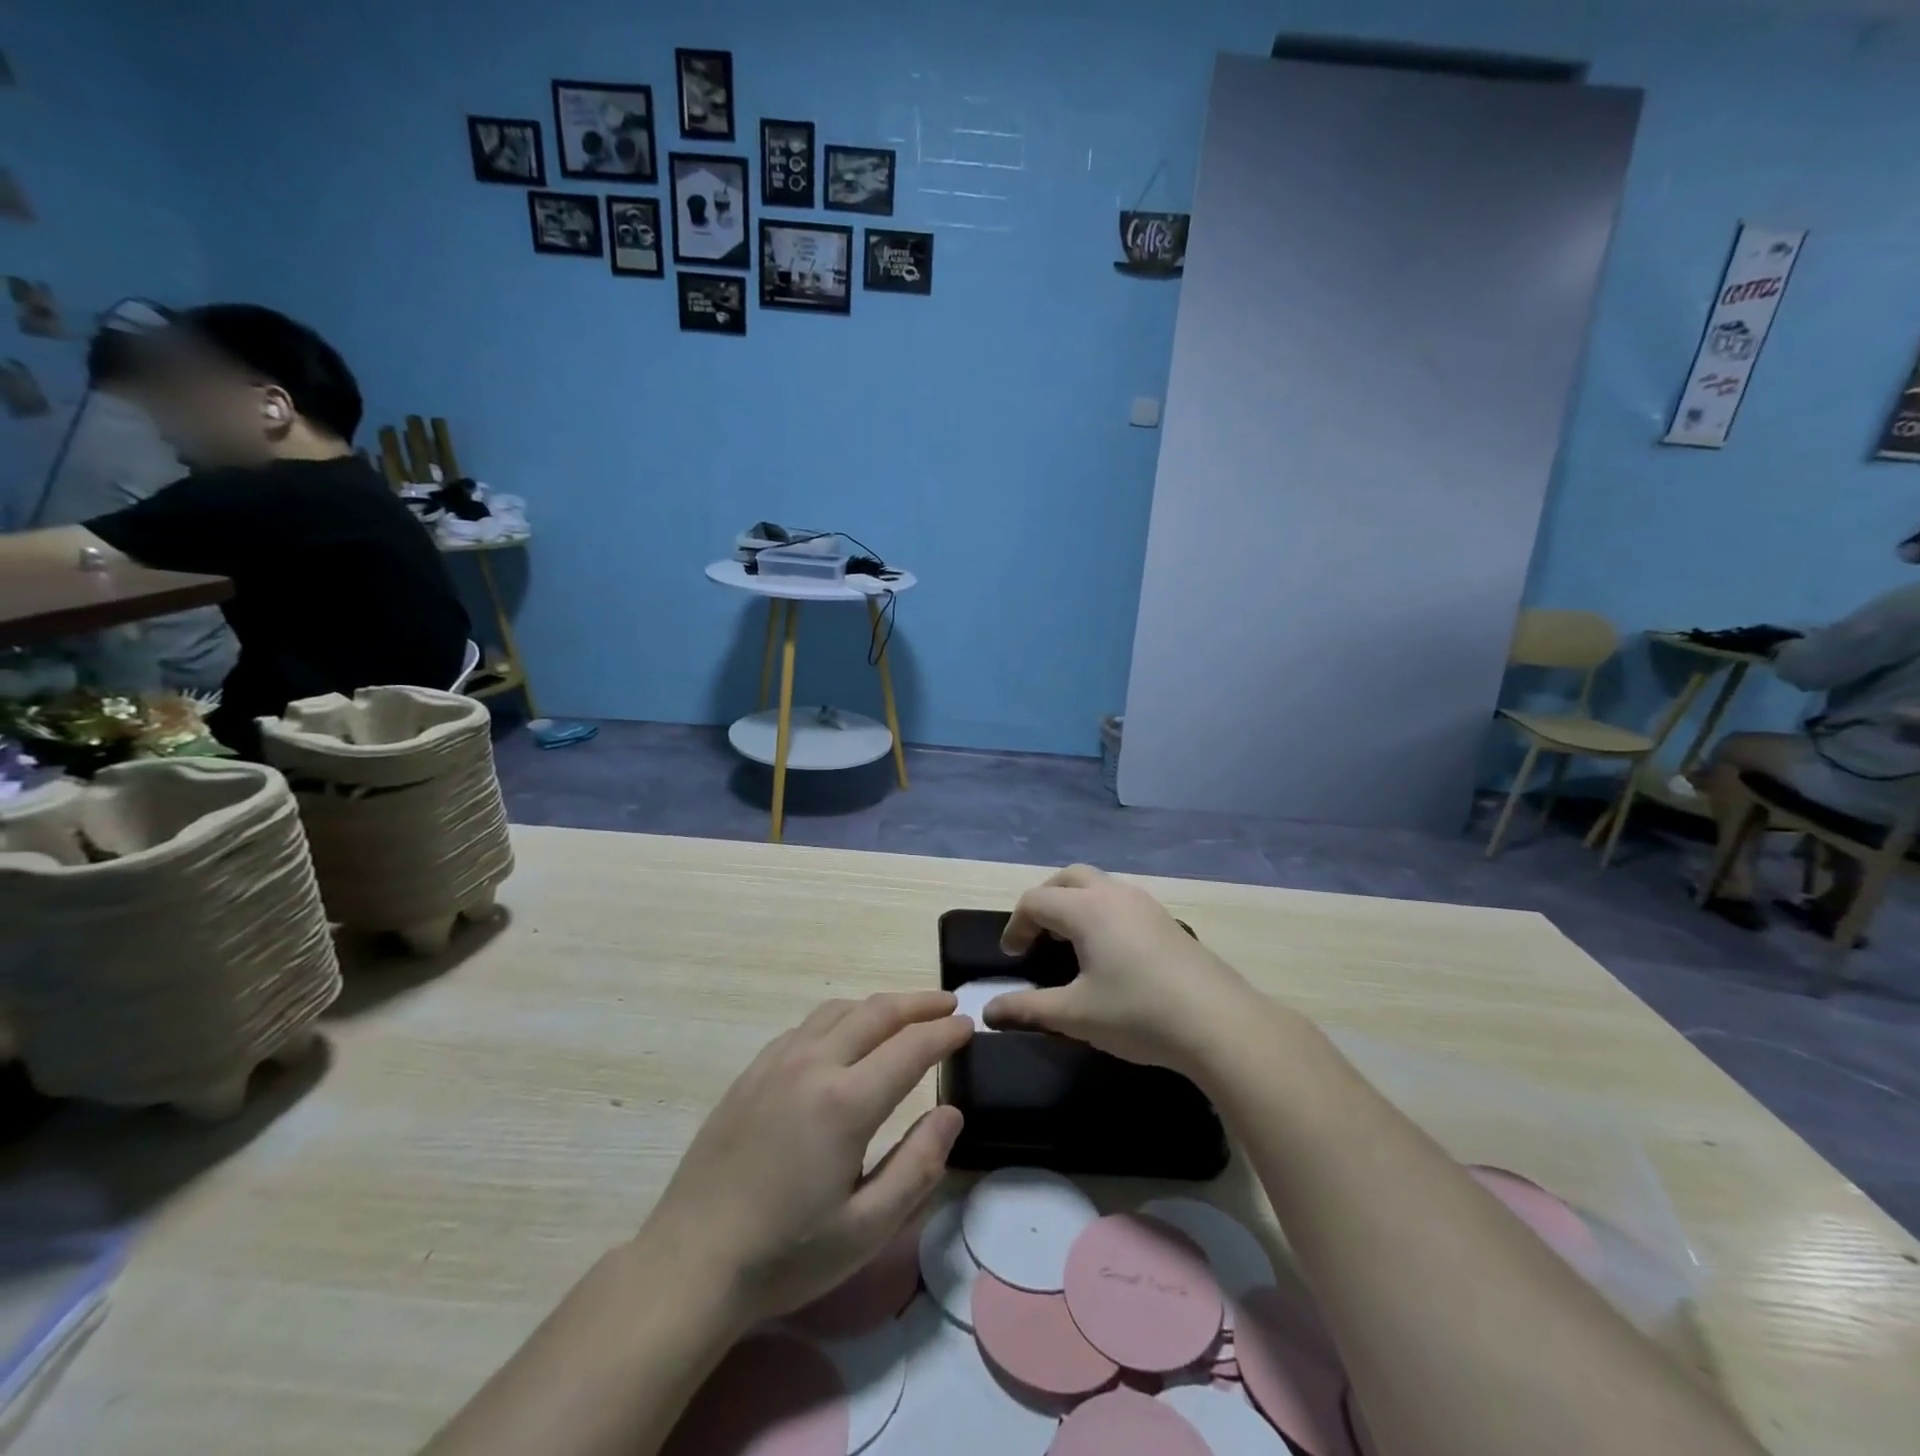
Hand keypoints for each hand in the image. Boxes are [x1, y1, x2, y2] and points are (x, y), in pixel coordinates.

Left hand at [636, 992, 970, 1332]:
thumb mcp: (866, 1228)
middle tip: (947, 1005)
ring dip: (879, 1006)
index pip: (911, 1047)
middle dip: (919, 1003)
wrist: (691, 1262)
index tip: (969, 1025)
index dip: (945, 1033)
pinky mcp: (752, 1071)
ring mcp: (777, 1062)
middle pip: (877, 1012)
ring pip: (839, 1010)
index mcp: (845, 1102)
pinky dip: (841, 1017)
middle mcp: (813, 1064)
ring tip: (904, 1015)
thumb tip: (951, 1113)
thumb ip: (917, 1166)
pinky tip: (845, 1036)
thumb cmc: (786, 1254)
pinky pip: (808, 1025)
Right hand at [985, 865, 1261, 1075]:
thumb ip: (1028, 1008)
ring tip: (1070, 943)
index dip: (1016, 926)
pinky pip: (1121, 900)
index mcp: (1086, 909)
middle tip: (1037, 936)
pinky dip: (1101, 912)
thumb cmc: (1138, 1014)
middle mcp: (1114, 894)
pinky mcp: (1166, 920)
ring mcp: (1145, 904)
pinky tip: (1109, 952)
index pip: (1035, 901)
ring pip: (1098, 885)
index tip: (1013, 957)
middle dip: (1044, 901)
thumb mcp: (1075, 1015)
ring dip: (1075, 903)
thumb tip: (990, 1012)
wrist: (1219, 1023)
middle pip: (1067, 878)